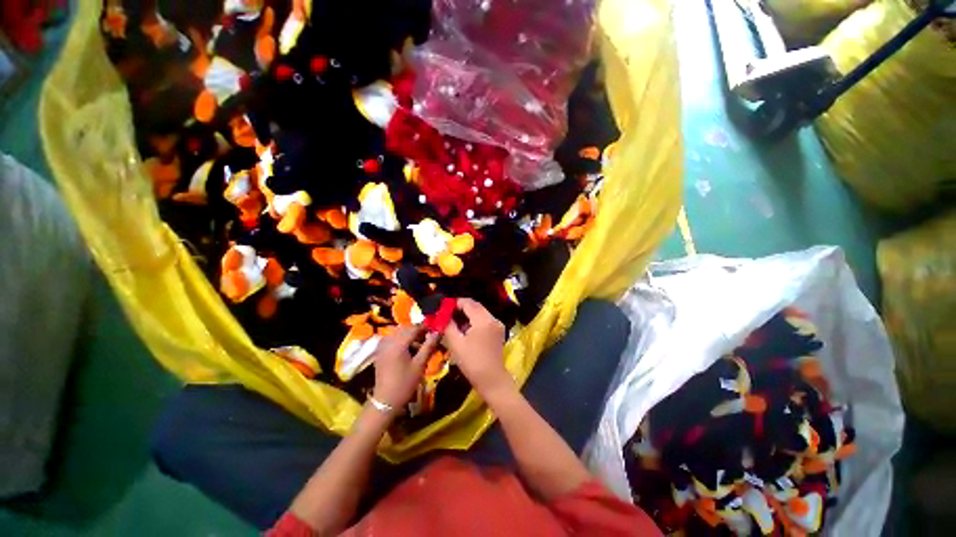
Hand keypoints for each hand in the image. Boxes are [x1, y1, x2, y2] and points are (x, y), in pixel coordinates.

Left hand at [372, 326, 439, 411]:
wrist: (385, 401)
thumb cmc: (405, 383)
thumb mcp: (420, 364)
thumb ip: (428, 346)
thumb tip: (438, 332)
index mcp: (398, 344)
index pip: (413, 328)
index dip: (425, 327)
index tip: (435, 329)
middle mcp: (388, 342)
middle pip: (405, 329)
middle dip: (417, 331)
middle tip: (429, 337)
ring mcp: (382, 347)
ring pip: (398, 333)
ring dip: (409, 335)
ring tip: (420, 344)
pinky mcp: (380, 352)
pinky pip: (392, 339)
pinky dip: (401, 340)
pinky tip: (408, 349)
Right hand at [443, 298, 514, 397]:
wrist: (491, 380)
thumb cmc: (472, 362)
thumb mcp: (456, 343)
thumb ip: (448, 325)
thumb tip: (441, 315)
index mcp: (483, 320)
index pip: (468, 303)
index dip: (454, 303)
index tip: (443, 309)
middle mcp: (493, 318)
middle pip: (475, 306)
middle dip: (460, 308)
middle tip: (446, 315)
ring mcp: (497, 325)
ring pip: (480, 312)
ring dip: (467, 315)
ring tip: (453, 323)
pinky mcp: (498, 331)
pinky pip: (484, 320)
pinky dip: (474, 321)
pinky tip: (464, 330)